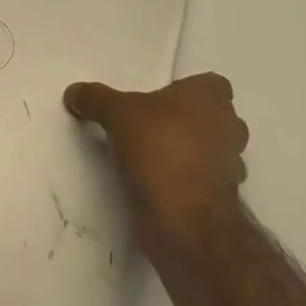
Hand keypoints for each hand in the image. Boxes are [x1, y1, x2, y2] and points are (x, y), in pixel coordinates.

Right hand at [63, 73, 249, 246]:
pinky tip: (157, 186)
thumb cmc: (159, 148)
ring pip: (213, 152)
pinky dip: (187, 184)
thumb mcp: (116, 114)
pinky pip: (204, 183)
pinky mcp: (221, 201)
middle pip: (215, 118)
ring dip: (191, 154)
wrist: (185, 220)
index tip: (161, 101)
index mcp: (210, 98)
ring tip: (153, 158)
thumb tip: (73, 92)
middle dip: (191, 123)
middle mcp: (229, 128)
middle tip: (153, 127)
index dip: (189, 91)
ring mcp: (231, 168)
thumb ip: (95, 99)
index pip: (212, 84)